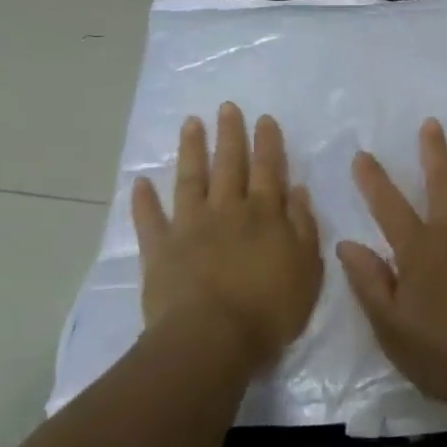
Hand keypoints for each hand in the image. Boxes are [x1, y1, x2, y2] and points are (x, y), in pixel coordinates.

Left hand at [133, 103, 321, 369]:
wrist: (213, 339)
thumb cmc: (270, 308)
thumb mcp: (306, 267)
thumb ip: (303, 225)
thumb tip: (297, 189)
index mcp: (264, 214)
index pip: (268, 169)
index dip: (267, 143)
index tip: (264, 118)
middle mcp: (227, 211)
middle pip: (229, 165)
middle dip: (230, 134)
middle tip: (226, 107)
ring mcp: (190, 227)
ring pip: (191, 180)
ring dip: (192, 150)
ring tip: (191, 123)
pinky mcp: (160, 250)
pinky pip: (150, 220)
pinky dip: (144, 201)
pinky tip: (140, 181)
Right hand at [337, 119, 446, 417]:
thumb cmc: (444, 355)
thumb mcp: (391, 327)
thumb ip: (370, 282)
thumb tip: (347, 244)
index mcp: (423, 248)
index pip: (389, 205)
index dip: (373, 179)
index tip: (363, 154)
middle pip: (446, 182)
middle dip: (435, 151)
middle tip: (432, 123)